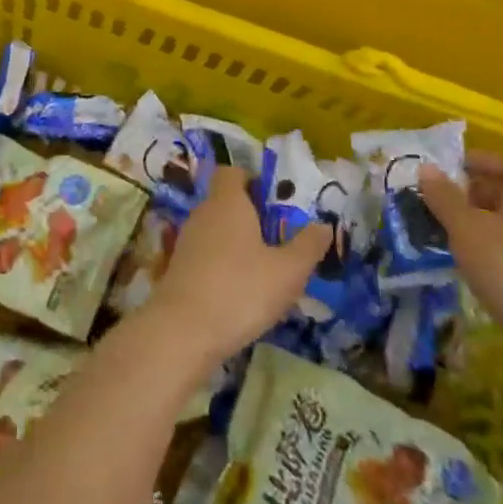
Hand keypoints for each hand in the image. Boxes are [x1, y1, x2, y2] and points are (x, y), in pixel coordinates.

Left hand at [144, 166, 330, 365]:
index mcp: (228, 201)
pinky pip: (207, 254)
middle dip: (252, 217)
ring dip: (238, 244)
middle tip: (280, 241)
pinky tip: (241, 293)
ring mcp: (187, 240)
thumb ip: (308, 246)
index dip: (252, 180)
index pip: (232, 172)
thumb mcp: (288, 271)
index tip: (275, 203)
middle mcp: (203, 212)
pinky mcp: (179, 268)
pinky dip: (223, 265)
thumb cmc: (240, 290)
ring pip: (217, 230)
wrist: (182, 331)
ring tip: (266, 271)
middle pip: (227, 202)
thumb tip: (323, 225)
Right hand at [420, 153, 502, 353]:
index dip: (477, 161)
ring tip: (445, 230)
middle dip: (471, 192)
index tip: (448, 167)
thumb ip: (444, 196)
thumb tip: (426, 167)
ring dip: (477, 222)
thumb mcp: (466, 228)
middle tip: (438, 199)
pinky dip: (489, 247)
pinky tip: (467, 261)